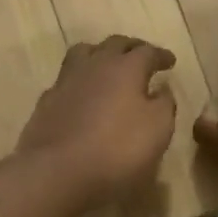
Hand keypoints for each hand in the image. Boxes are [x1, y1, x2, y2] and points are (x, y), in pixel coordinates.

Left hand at [15, 35, 177, 204]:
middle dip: (132, 47)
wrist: (56, 172)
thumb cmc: (116, 150)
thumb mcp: (157, 130)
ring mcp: (67, 80)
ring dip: (101, 54)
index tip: (170, 61)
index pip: (147, 51)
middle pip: (115, 44)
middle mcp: (95, 65)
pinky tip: (83, 93)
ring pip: (85, 52)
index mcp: (126, 68)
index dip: (160, 55)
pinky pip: (67, 78)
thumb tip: (162, 89)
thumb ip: (164, 104)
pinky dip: (80, 79)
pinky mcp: (47, 100)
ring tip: (108, 64)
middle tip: (142, 55)